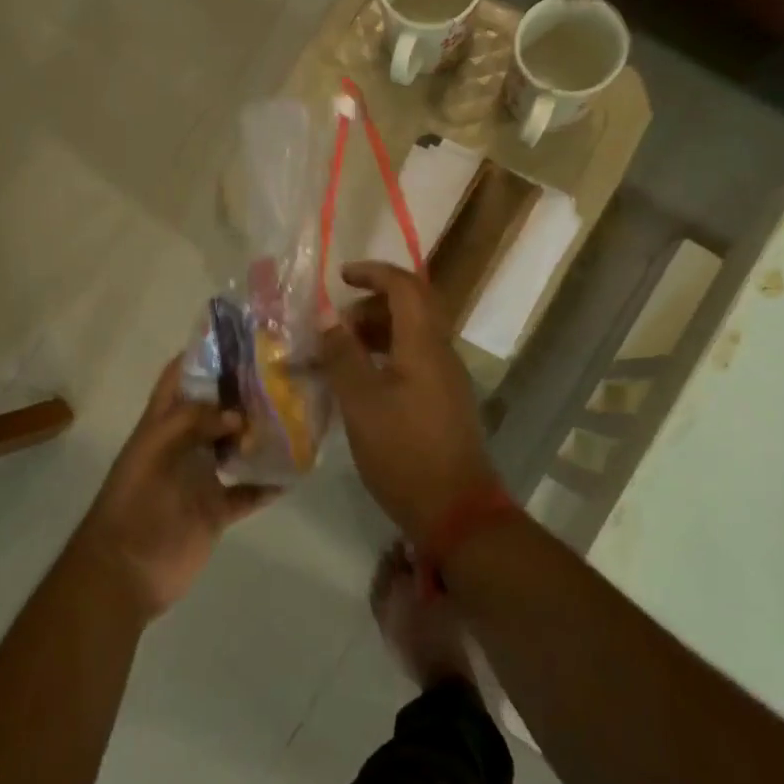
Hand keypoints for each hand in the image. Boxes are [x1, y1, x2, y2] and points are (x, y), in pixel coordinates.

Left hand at [77, 358, 276, 618]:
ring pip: (236, 446)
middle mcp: (184, 444)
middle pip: (216, 409)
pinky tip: (296, 470)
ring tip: (298, 414)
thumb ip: (192, 422)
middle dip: (244, 392)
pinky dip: (269, 483)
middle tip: (284, 373)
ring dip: (260, 434)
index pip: (181, 378)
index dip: (203, 355)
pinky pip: (249, 492)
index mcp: (162, 424)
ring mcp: (202, 477)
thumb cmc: (134, 504)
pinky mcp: (216, 510)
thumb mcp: (154, 450)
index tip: (241, 338)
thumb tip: (239, 413)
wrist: (125, 572)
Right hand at [316, 261, 498, 541]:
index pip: (405, 286)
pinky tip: (362, 382)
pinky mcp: (444, 401)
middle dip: (373, 303)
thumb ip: (343, 356)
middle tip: (338, 323)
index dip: (373, 273)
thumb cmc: (404, 452)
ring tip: (342, 352)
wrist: (456, 511)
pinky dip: (387, 356)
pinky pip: (415, 359)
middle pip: (412, 306)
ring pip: (413, 334)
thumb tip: (328, 320)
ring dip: (378, 331)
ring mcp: (446, 378)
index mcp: (424, 344)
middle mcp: (441, 352)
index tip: (341, 276)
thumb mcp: (361, 403)